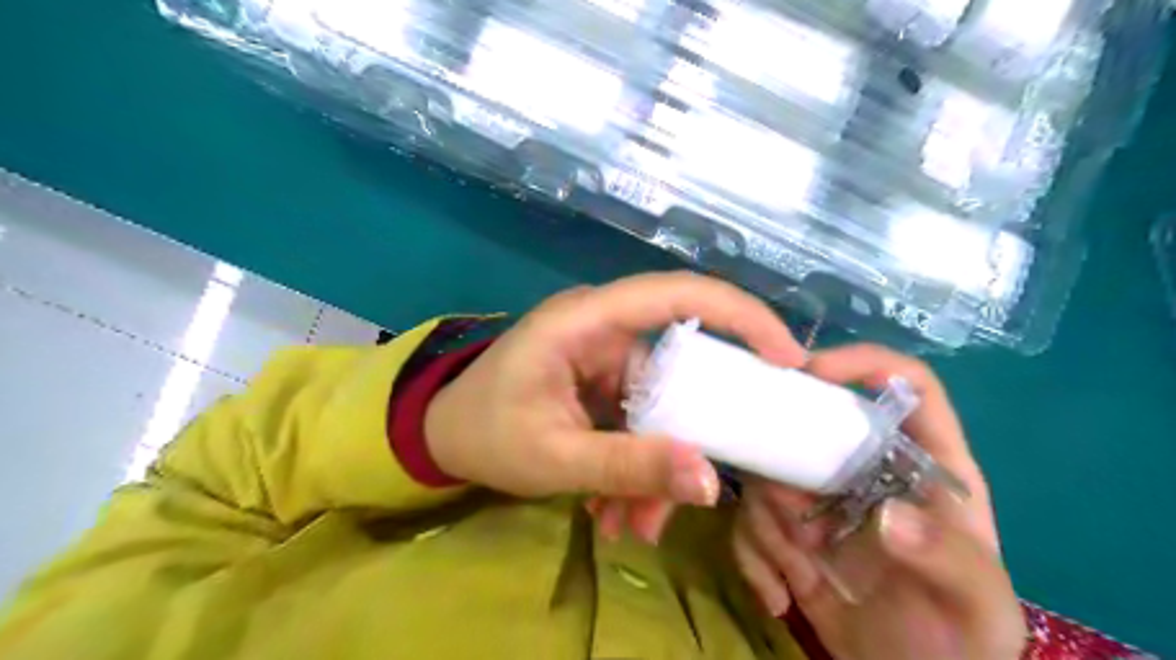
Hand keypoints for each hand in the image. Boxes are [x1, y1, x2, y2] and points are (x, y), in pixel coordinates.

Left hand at [426, 271, 809, 511]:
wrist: (439, 436)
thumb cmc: (483, 433)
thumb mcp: (555, 458)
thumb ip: (629, 468)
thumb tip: (709, 485)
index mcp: (584, 321)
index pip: (677, 294)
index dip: (740, 315)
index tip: (787, 357)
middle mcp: (602, 327)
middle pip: (678, 365)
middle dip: (690, 430)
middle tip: (701, 487)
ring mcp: (603, 355)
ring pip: (660, 403)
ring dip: (656, 461)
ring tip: (635, 524)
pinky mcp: (601, 381)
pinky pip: (638, 416)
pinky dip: (636, 461)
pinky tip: (614, 509)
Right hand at [731, 349, 1026, 656]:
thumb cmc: (959, 640)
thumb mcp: (979, 606)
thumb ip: (948, 557)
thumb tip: (888, 514)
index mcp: (925, 467)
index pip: (907, 386)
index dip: (864, 363)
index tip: (809, 371)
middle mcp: (866, 470)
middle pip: (810, 425)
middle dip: (785, 467)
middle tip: (792, 520)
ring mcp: (821, 500)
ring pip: (769, 477)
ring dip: (770, 526)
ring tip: (796, 572)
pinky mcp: (787, 533)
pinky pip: (750, 522)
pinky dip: (753, 557)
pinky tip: (780, 596)